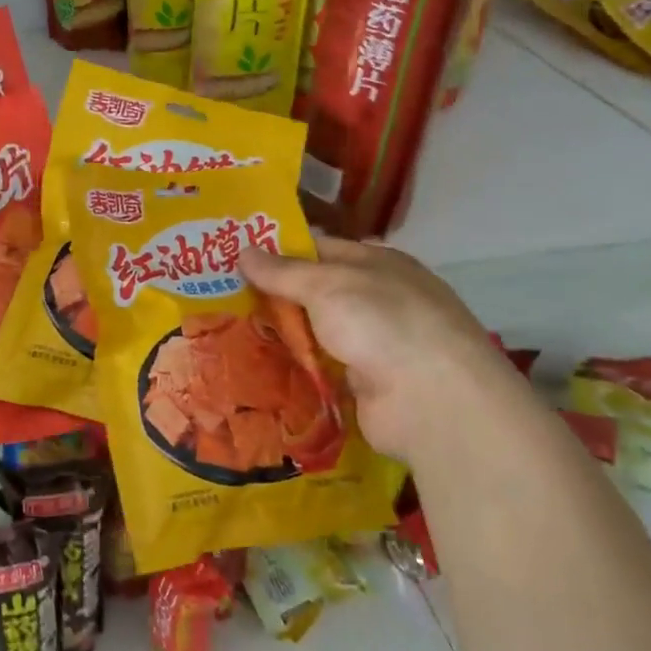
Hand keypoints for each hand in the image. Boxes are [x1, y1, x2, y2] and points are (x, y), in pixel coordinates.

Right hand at [240, 236, 500, 462]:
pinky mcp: (362, 385)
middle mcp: (375, 301)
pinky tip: (255, 370)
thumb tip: (243, 250)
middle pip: (314, 294)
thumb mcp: (327, 285)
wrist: (430, 400)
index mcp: (376, 265)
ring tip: (227, 334)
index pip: (319, 250)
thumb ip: (284, 272)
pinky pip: (319, 371)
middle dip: (272, 297)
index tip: (233, 258)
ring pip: (314, 334)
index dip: (278, 252)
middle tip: (220, 298)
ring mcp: (371, 345)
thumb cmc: (382, 323)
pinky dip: (294, 370)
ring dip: (280, 336)